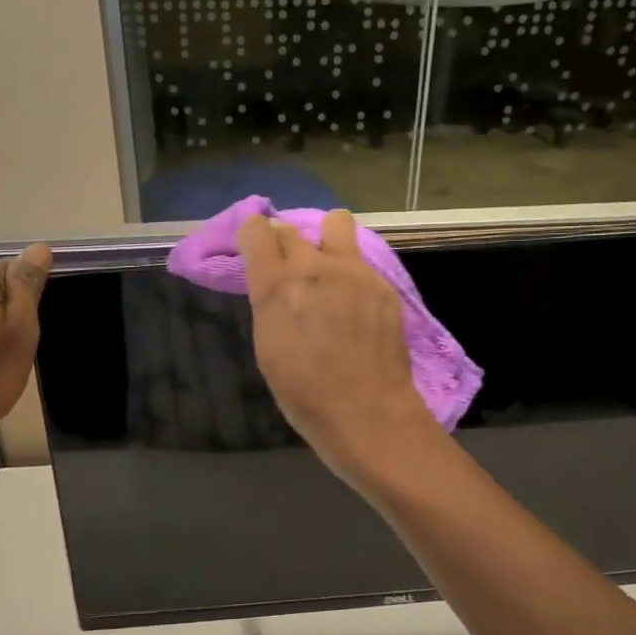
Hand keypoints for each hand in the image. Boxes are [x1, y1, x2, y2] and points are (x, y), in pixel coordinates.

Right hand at [238, 210, 440, 488]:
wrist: (366, 411)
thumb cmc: (304, 392)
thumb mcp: (268, 346)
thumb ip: (270, 303)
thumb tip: (276, 284)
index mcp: (276, 285)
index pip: (257, 230)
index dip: (253, 236)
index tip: (255, 251)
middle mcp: (313, 266)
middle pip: (291, 229)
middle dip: (285, 243)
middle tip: (290, 270)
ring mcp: (352, 270)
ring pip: (335, 223)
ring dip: (326, 237)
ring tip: (329, 266)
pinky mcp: (381, 282)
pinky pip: (361, 260)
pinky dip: (352, 272)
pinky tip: (356, 303)